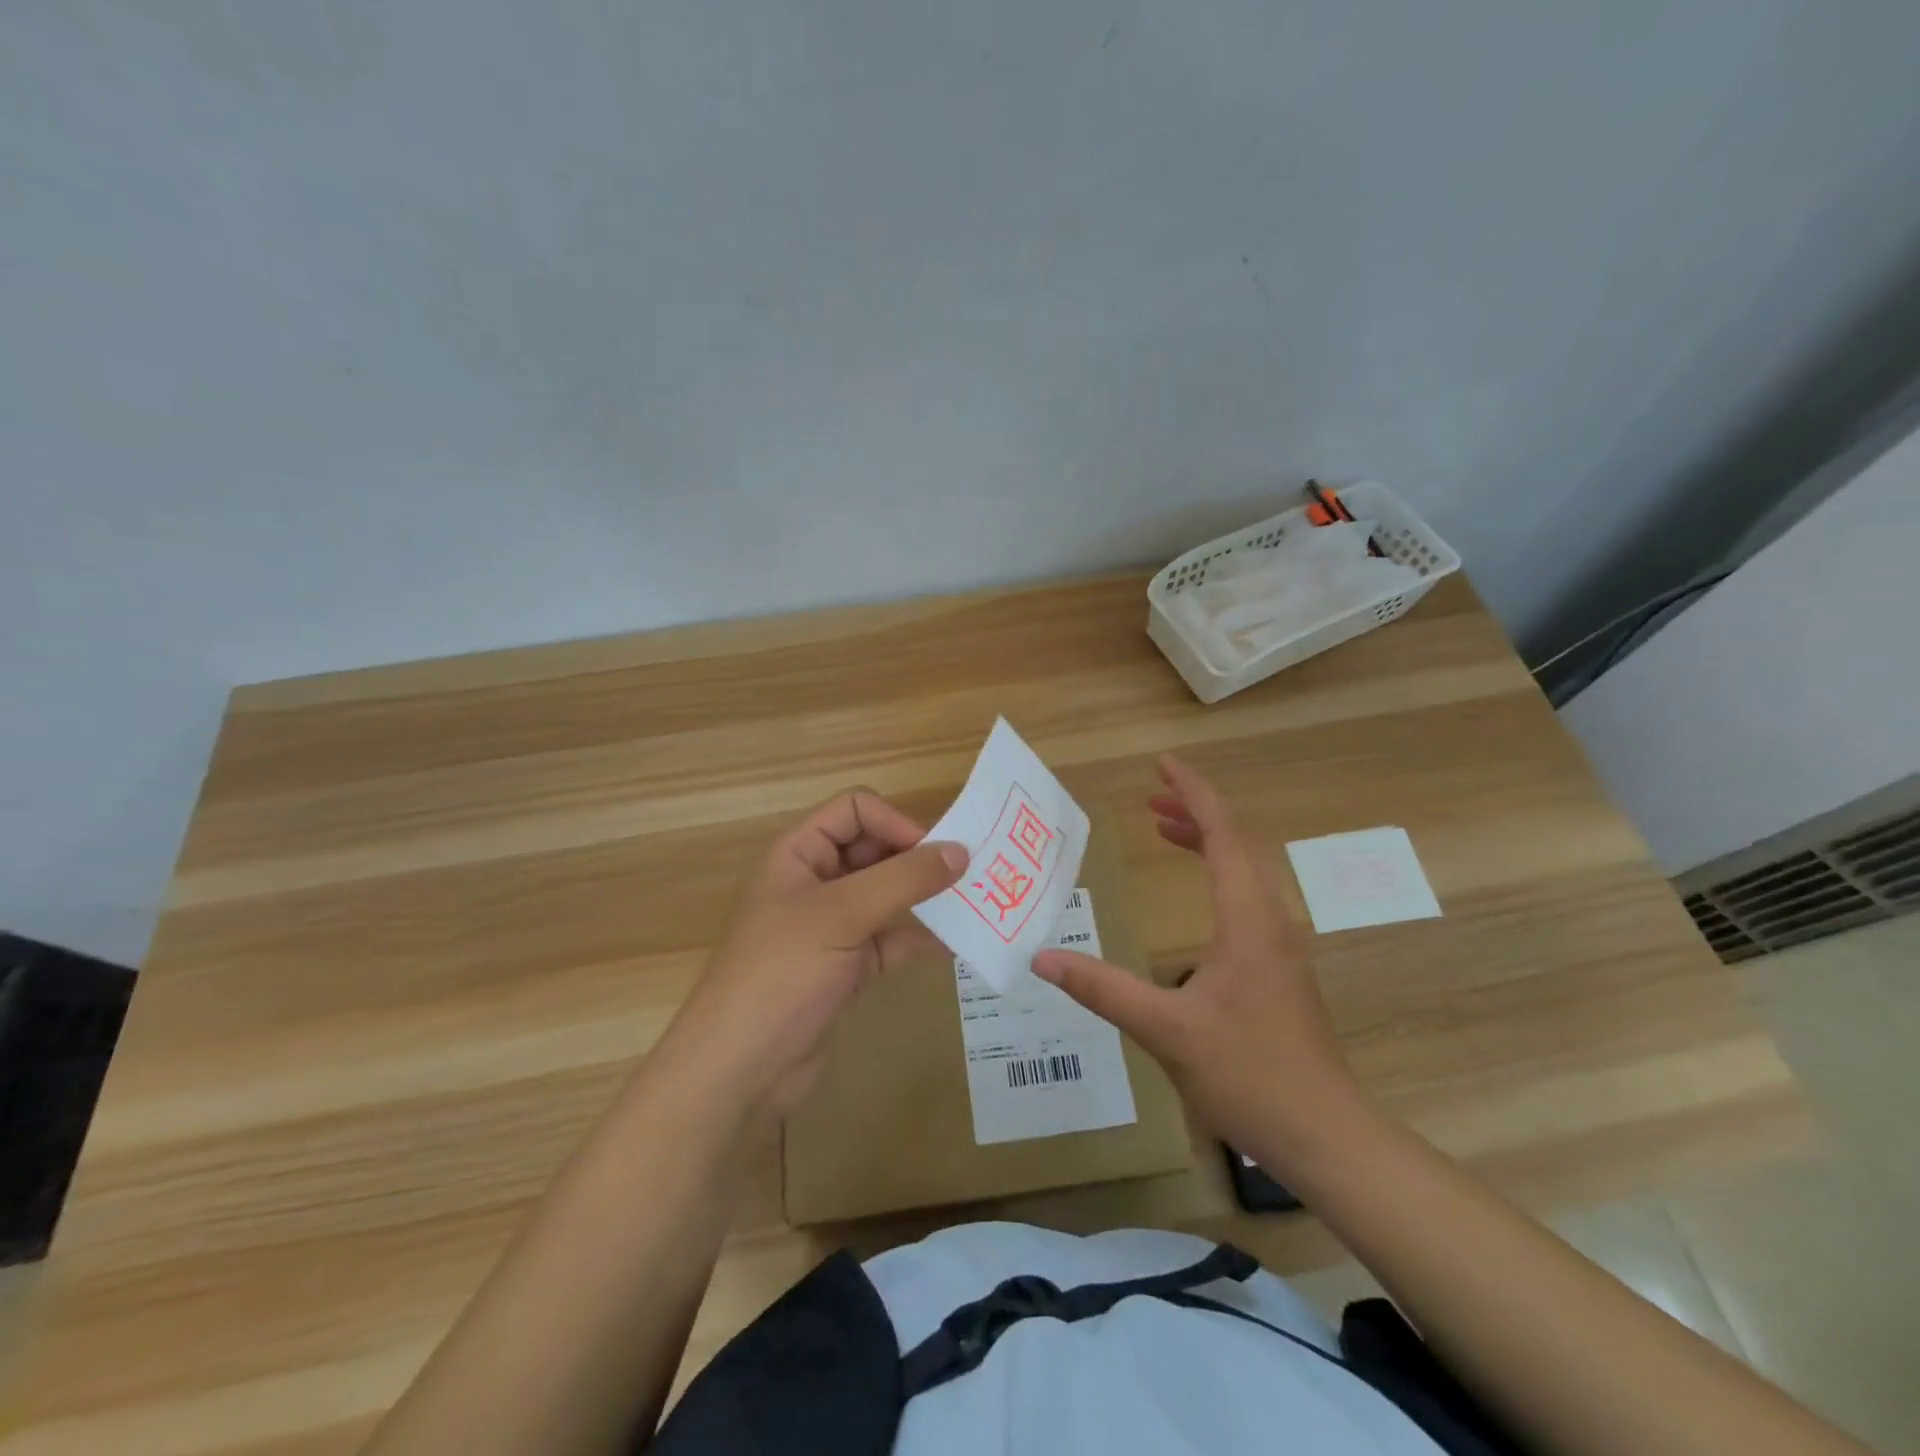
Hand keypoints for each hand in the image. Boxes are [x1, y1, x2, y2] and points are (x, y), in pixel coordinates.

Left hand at [663, 790, 966, 1115]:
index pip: (855, 810)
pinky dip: (918, 939)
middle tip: (969, 874)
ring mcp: (831, 926)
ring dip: (924, 898)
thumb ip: (902, 879)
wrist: (739, 1070)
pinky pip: (890, 940)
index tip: (935, 852)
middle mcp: (815, 882)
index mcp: (799, 854)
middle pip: (874, 849)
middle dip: (917, 858)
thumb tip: (960, 851)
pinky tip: (955, 945)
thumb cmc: (782, 973)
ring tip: (973, 903)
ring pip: (886, 896)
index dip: (895, 822)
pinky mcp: (846, 967)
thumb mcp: (841, 914)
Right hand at [1032, 756, 1364, 1162]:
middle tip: (1150, 798)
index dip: (1194, 794)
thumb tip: (1042, 958)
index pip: (1224, 834)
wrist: (1325, 1133)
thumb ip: (1103, 989)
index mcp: (1247, 920)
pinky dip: (1216, 873)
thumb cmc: (1248, 1074)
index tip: (1163, 765)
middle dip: (1195, 811)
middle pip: (1237, 843)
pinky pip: (1246, 896)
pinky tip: (1197, 894)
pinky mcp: (1278, 966)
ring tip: (1164, 828)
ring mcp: (1279, 944)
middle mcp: (1269, 919)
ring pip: (1244, 870)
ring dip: (1207, 841)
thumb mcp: (1165, 1030)